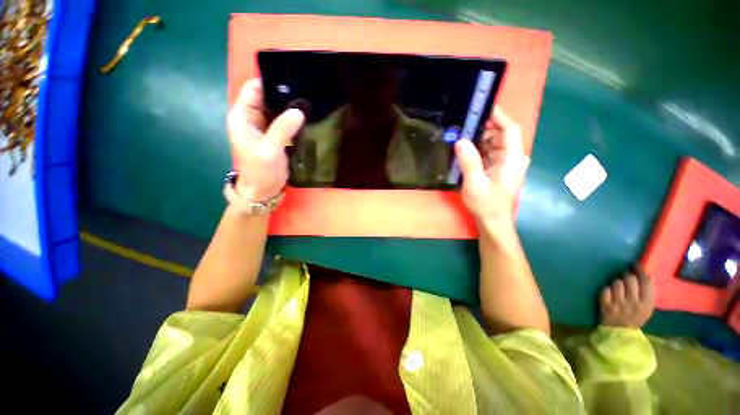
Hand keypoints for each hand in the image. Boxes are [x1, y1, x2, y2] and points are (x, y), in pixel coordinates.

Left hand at [227, 78, 304, 200]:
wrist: (263, 191)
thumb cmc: (261, 171)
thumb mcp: (270, 150)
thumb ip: (282, 129)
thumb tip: (299, 110)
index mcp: (243, 115)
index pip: (255, 88)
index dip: (271, 80)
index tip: (294, 78)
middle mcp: (252, 117)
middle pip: (268, 97)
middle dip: (285, 93)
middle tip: (308, 90)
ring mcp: (265, 127)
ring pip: (278, 109)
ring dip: (291, 107)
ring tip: (311, 102)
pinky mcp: (275, 136)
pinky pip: (284, 122)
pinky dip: (294, 119)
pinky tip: (307, 118)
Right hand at [454, 108, 529, 222]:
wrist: (493, 222)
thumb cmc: (486, 204)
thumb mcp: (474, 183)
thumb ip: (469, 161)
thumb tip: (461, 140)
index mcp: (513, 159)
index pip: (509, 129)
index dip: (498, 116)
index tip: (482, 107)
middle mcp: (514, 158)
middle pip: (499, 136)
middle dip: (481, 132)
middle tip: (460, 130)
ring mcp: (507, 164)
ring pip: (493, 145)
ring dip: (477, 143)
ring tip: (459, 142)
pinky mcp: (500, 169)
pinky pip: (490, 154)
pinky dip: (478, 152)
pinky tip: (464, 155)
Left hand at [600, 267, 654, 328]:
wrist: (620, 332)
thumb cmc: (635, 318)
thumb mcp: (647, 308)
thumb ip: (646, 293)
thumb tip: (643, 274)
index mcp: (647, 303)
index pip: (645, 282)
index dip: (640, 271)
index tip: (635, 265)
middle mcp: (633, 302)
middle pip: (630, 279)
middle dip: (626, 276)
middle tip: (625, 277)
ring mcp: (618, 304)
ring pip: (616, 283)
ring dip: (616, 282)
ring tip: (618, 287)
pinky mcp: (605, 305)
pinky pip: (605, 290)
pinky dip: (606, 289)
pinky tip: (609, 293)